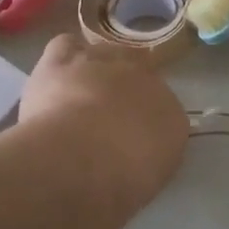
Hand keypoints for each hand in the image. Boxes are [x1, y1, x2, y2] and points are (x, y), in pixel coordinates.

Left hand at [19, 34, 188, 213]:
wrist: (87, 160)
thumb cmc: (121, 183)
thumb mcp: (147, 180)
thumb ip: (145, 158)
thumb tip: (134, 153)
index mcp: (172, 116)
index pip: (162, 108)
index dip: (142, 118)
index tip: (129, 135)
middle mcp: (147, 81)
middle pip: (136, 74)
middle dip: (122, 89)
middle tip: (102, 116)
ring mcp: (107, 63)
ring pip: (102, 55)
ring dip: (92, 71)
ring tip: (76, 95)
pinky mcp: (66, 59)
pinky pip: (66, 45)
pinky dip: (63, 56)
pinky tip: (56, 74)